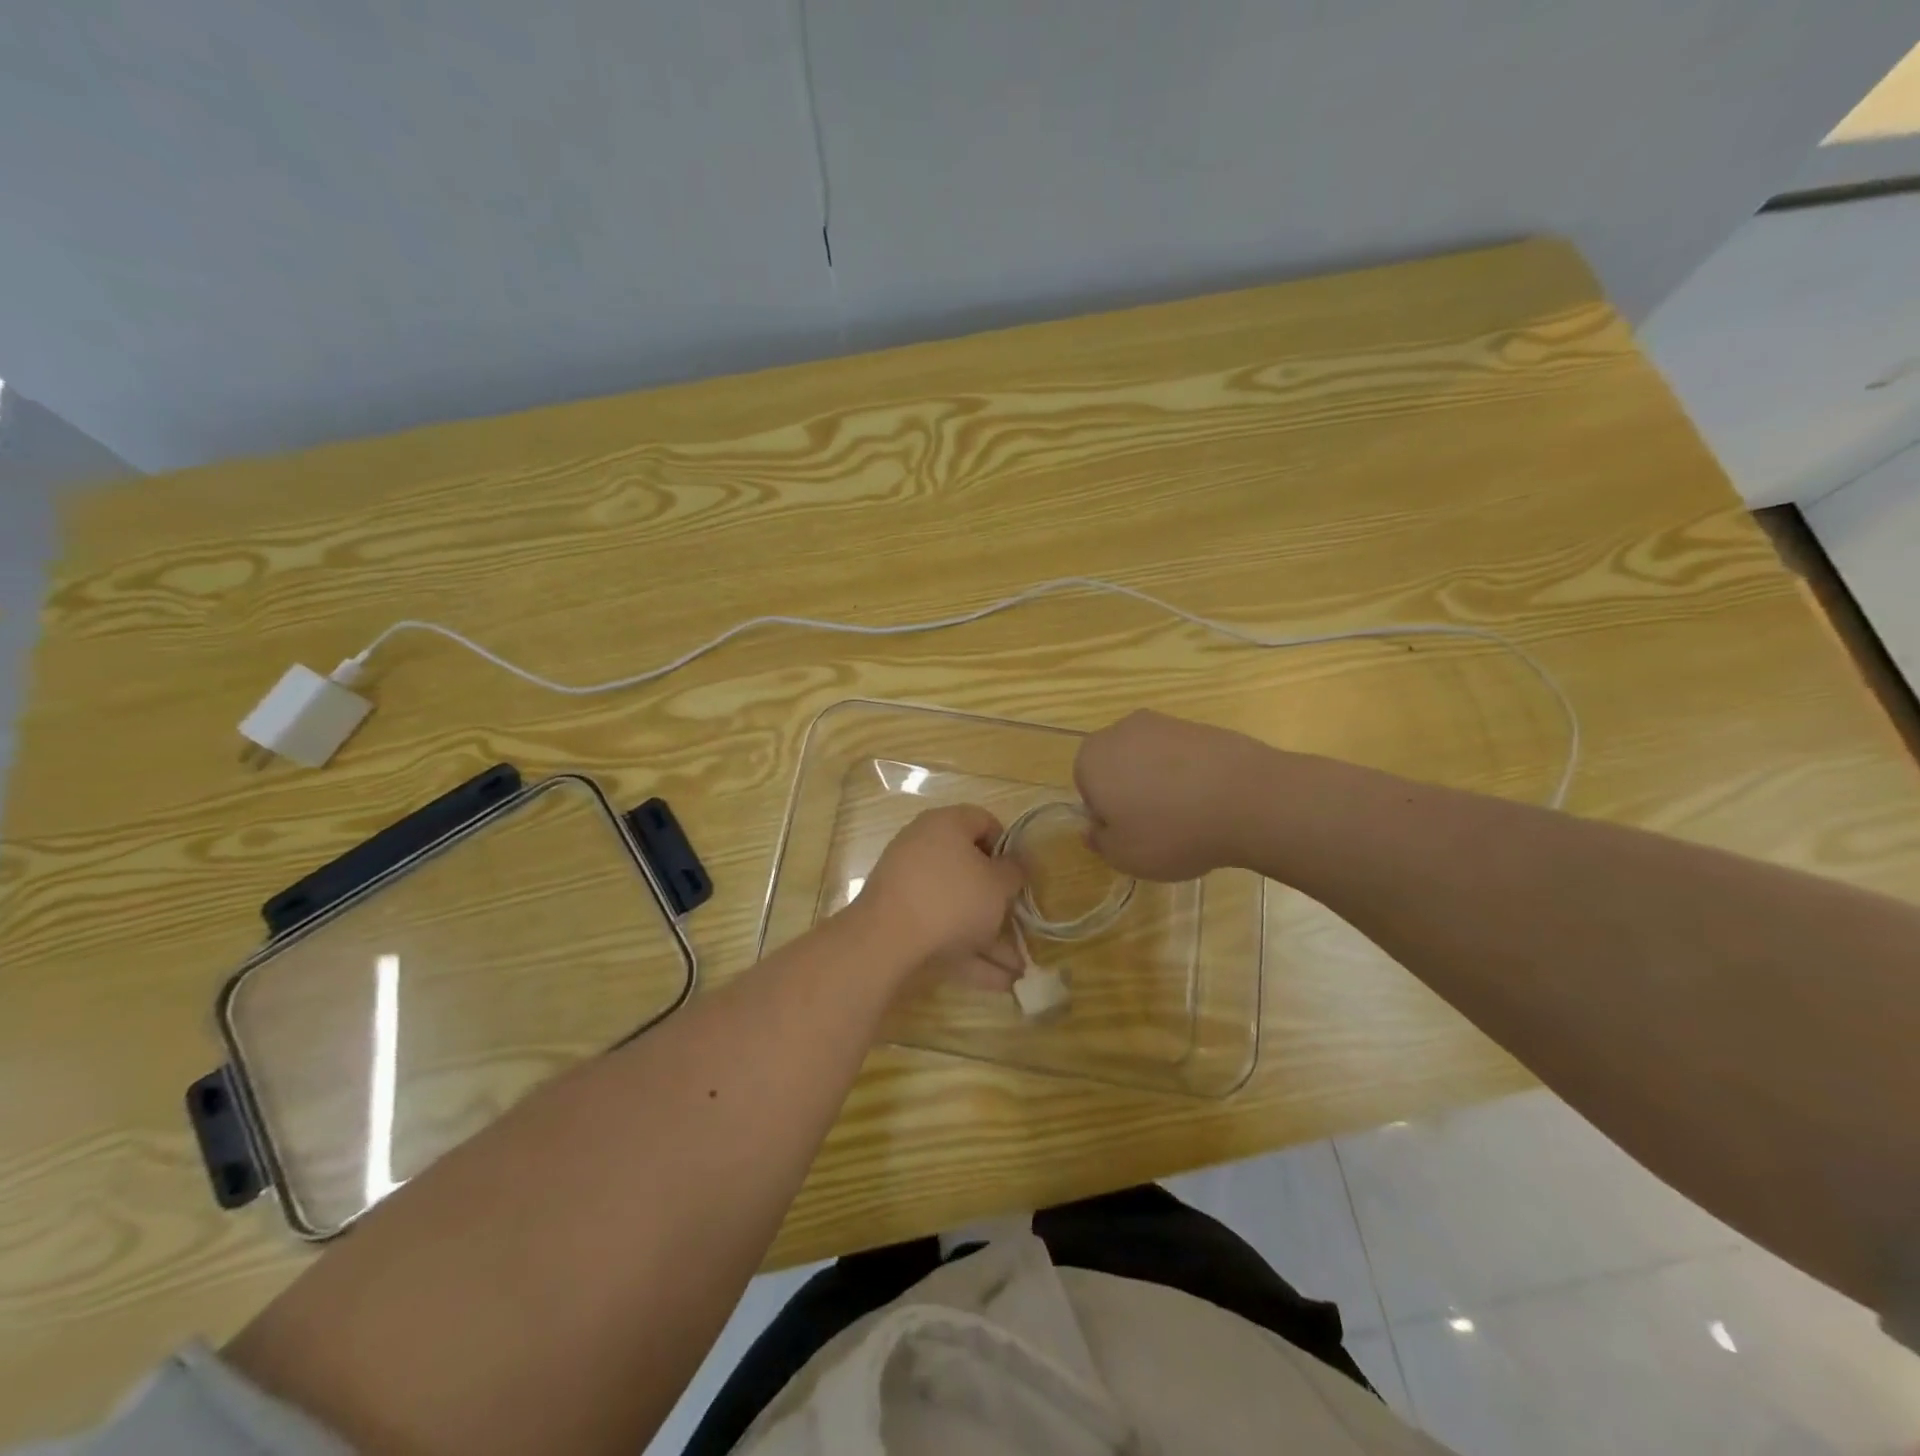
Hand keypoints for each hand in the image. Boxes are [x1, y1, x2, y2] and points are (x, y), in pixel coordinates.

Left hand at [852, 805, 1025, 988]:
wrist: (887, 939)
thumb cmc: (953, 898)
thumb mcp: (997, 884)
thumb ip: (1014, 872)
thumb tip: (1015, 864)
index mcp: (946, 825)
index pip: (984, 822)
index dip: (1007, 847)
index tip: (1019, 874)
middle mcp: (923, 848)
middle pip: (969, 870)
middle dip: (998, 903)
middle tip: (1019, 923)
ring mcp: (908, 885)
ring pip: (957, 908)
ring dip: (988, 937)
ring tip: (1018, 969)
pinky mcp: (899, 919)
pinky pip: (941, 930)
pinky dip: (967, 952)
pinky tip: (997, 983)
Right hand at [1073, 709, 1268, 879]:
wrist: (1248, 799)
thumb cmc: (1171, 832)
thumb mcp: (1124, 856)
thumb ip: (1100, 842)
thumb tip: (1095, 829)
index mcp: (1091, 758)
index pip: (1085, 786)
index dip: (1105, 813)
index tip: (1129, 833)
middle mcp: (1121, 731)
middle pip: (1117, 765)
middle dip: (1130, 791)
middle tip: (1156, 826)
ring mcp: (1164, 723)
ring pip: (1151, 759)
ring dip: (1161, 782)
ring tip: (1188, 815)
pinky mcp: (1202, 726)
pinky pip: (1184, 756)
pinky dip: (1190, 774)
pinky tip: (1210, 801)